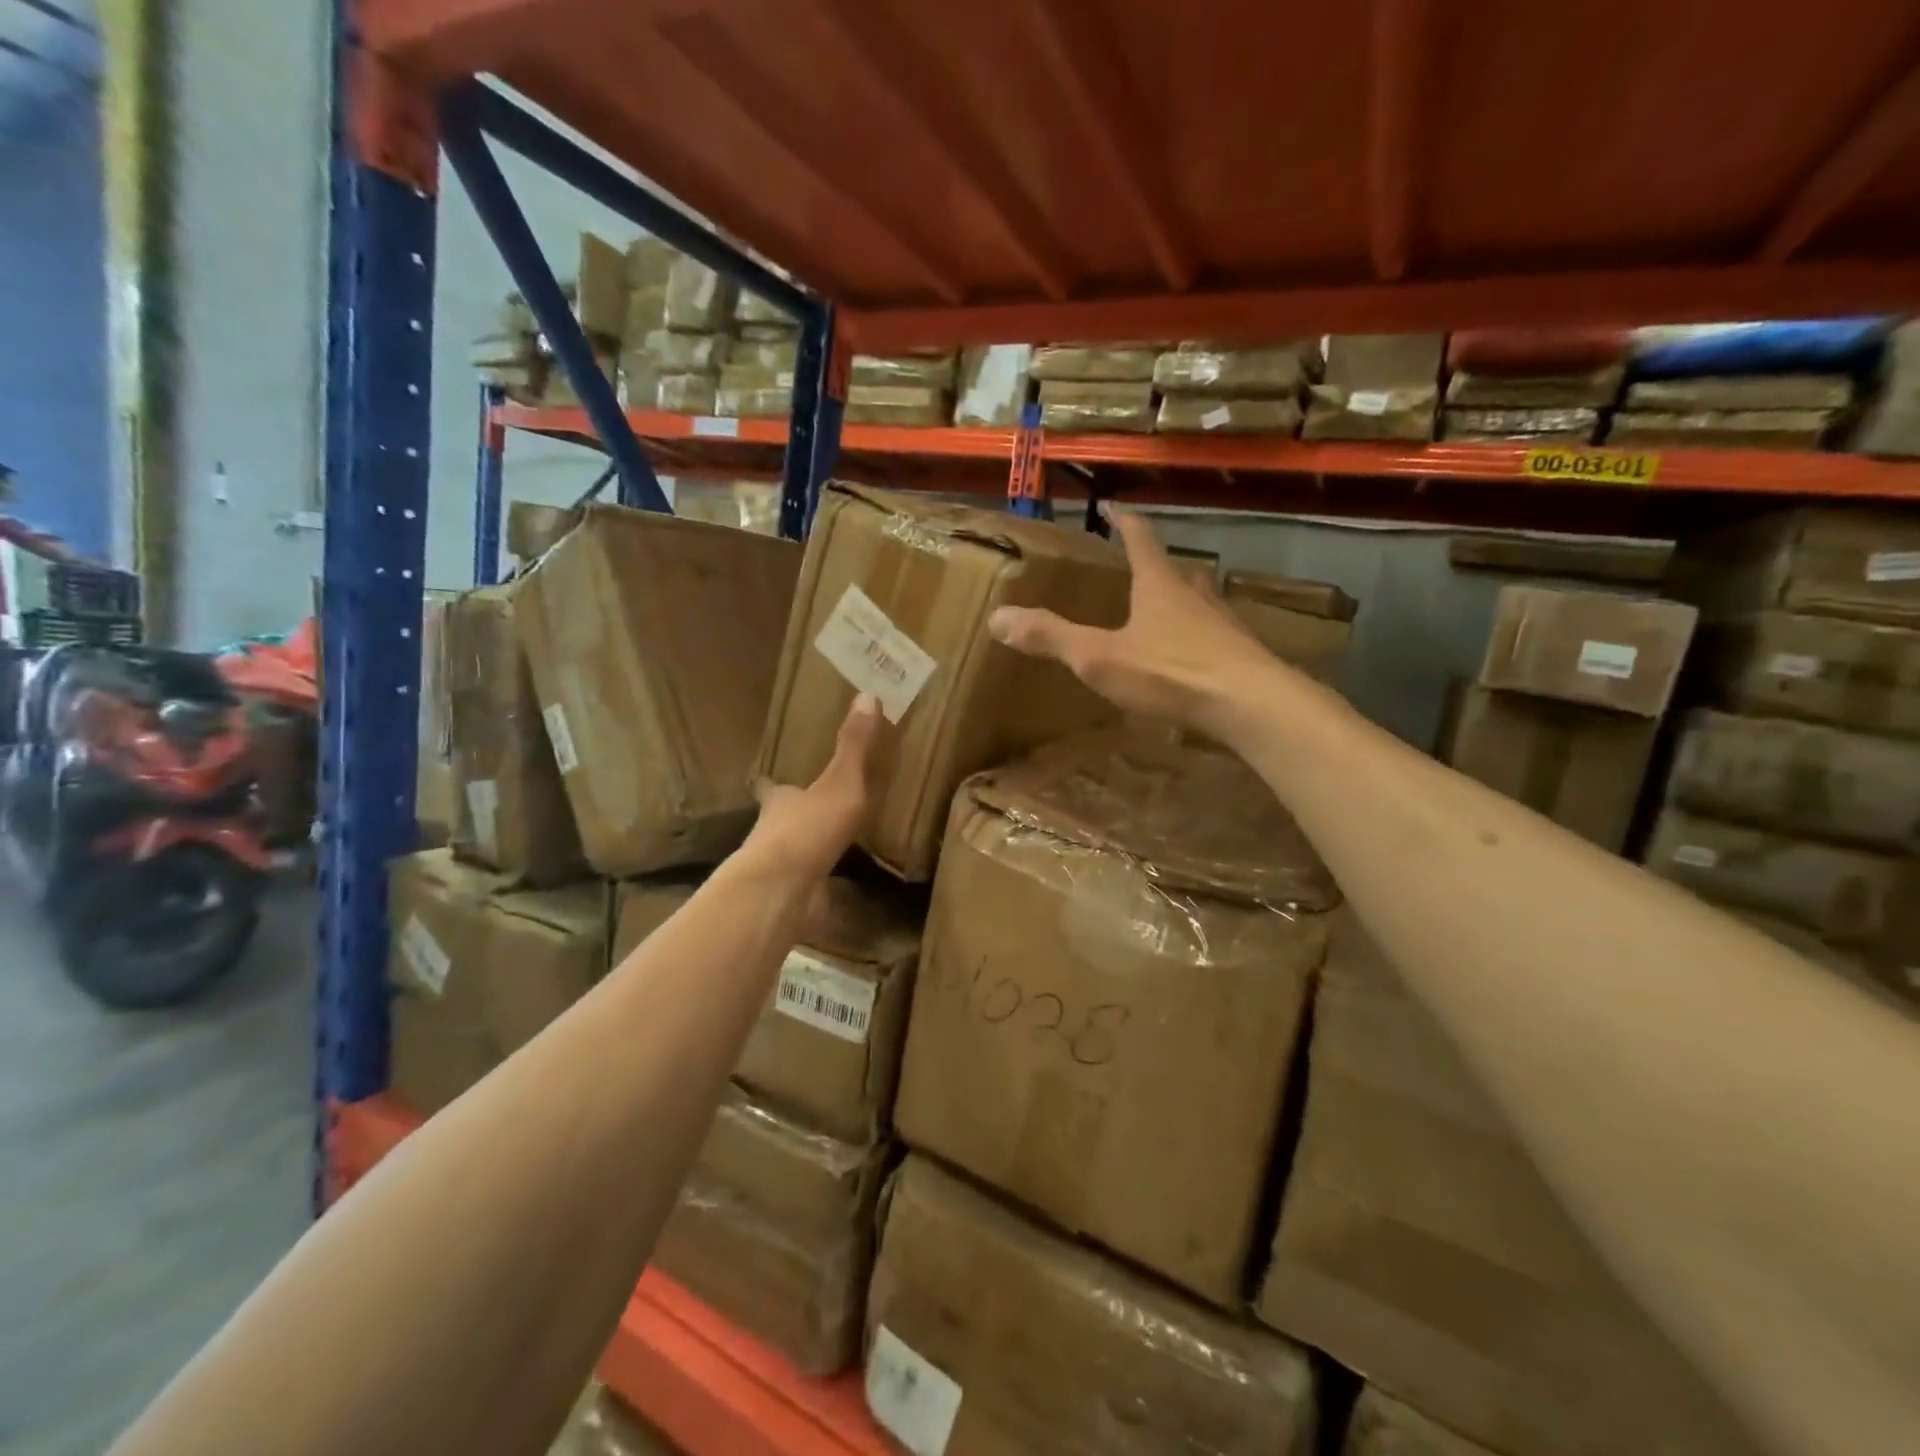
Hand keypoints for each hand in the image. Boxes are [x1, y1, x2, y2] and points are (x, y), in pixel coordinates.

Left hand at [741, 694, 883, 881]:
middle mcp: (774, 832)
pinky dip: (824, 886)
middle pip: (783, 820)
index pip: (773, 787)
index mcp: (781, 801)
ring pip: (795, 854)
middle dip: (797, 816)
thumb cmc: (808, 828)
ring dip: (810, 850)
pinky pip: (811, 886)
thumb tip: (867, 695)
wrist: (782, 891)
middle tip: (818, 811)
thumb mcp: (840, 781)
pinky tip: (842, 888)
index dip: (774, 783)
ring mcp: (781, 868)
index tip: (771, 779)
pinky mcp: (791, 898)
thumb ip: (854, 746)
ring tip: (835, 848)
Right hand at [988, 507, 1282, 739]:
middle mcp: (1195, 596)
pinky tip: (1191, 659)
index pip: (1141, 541)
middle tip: (1141, 568)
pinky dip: (1197, 639)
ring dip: (1181, 602)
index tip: (1117, 506)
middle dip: (1157, 567)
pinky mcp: (1242, 657)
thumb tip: (998, 617)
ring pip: (1200, 603)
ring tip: (1165, 612)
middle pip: (1175, 571)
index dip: (1126, 523)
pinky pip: (1214, 638)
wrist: (1251, 705)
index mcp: (1159, 586)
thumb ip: (1051, 637)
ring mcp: (1224, 626)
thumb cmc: (1171, 672)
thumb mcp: (1099, 656)